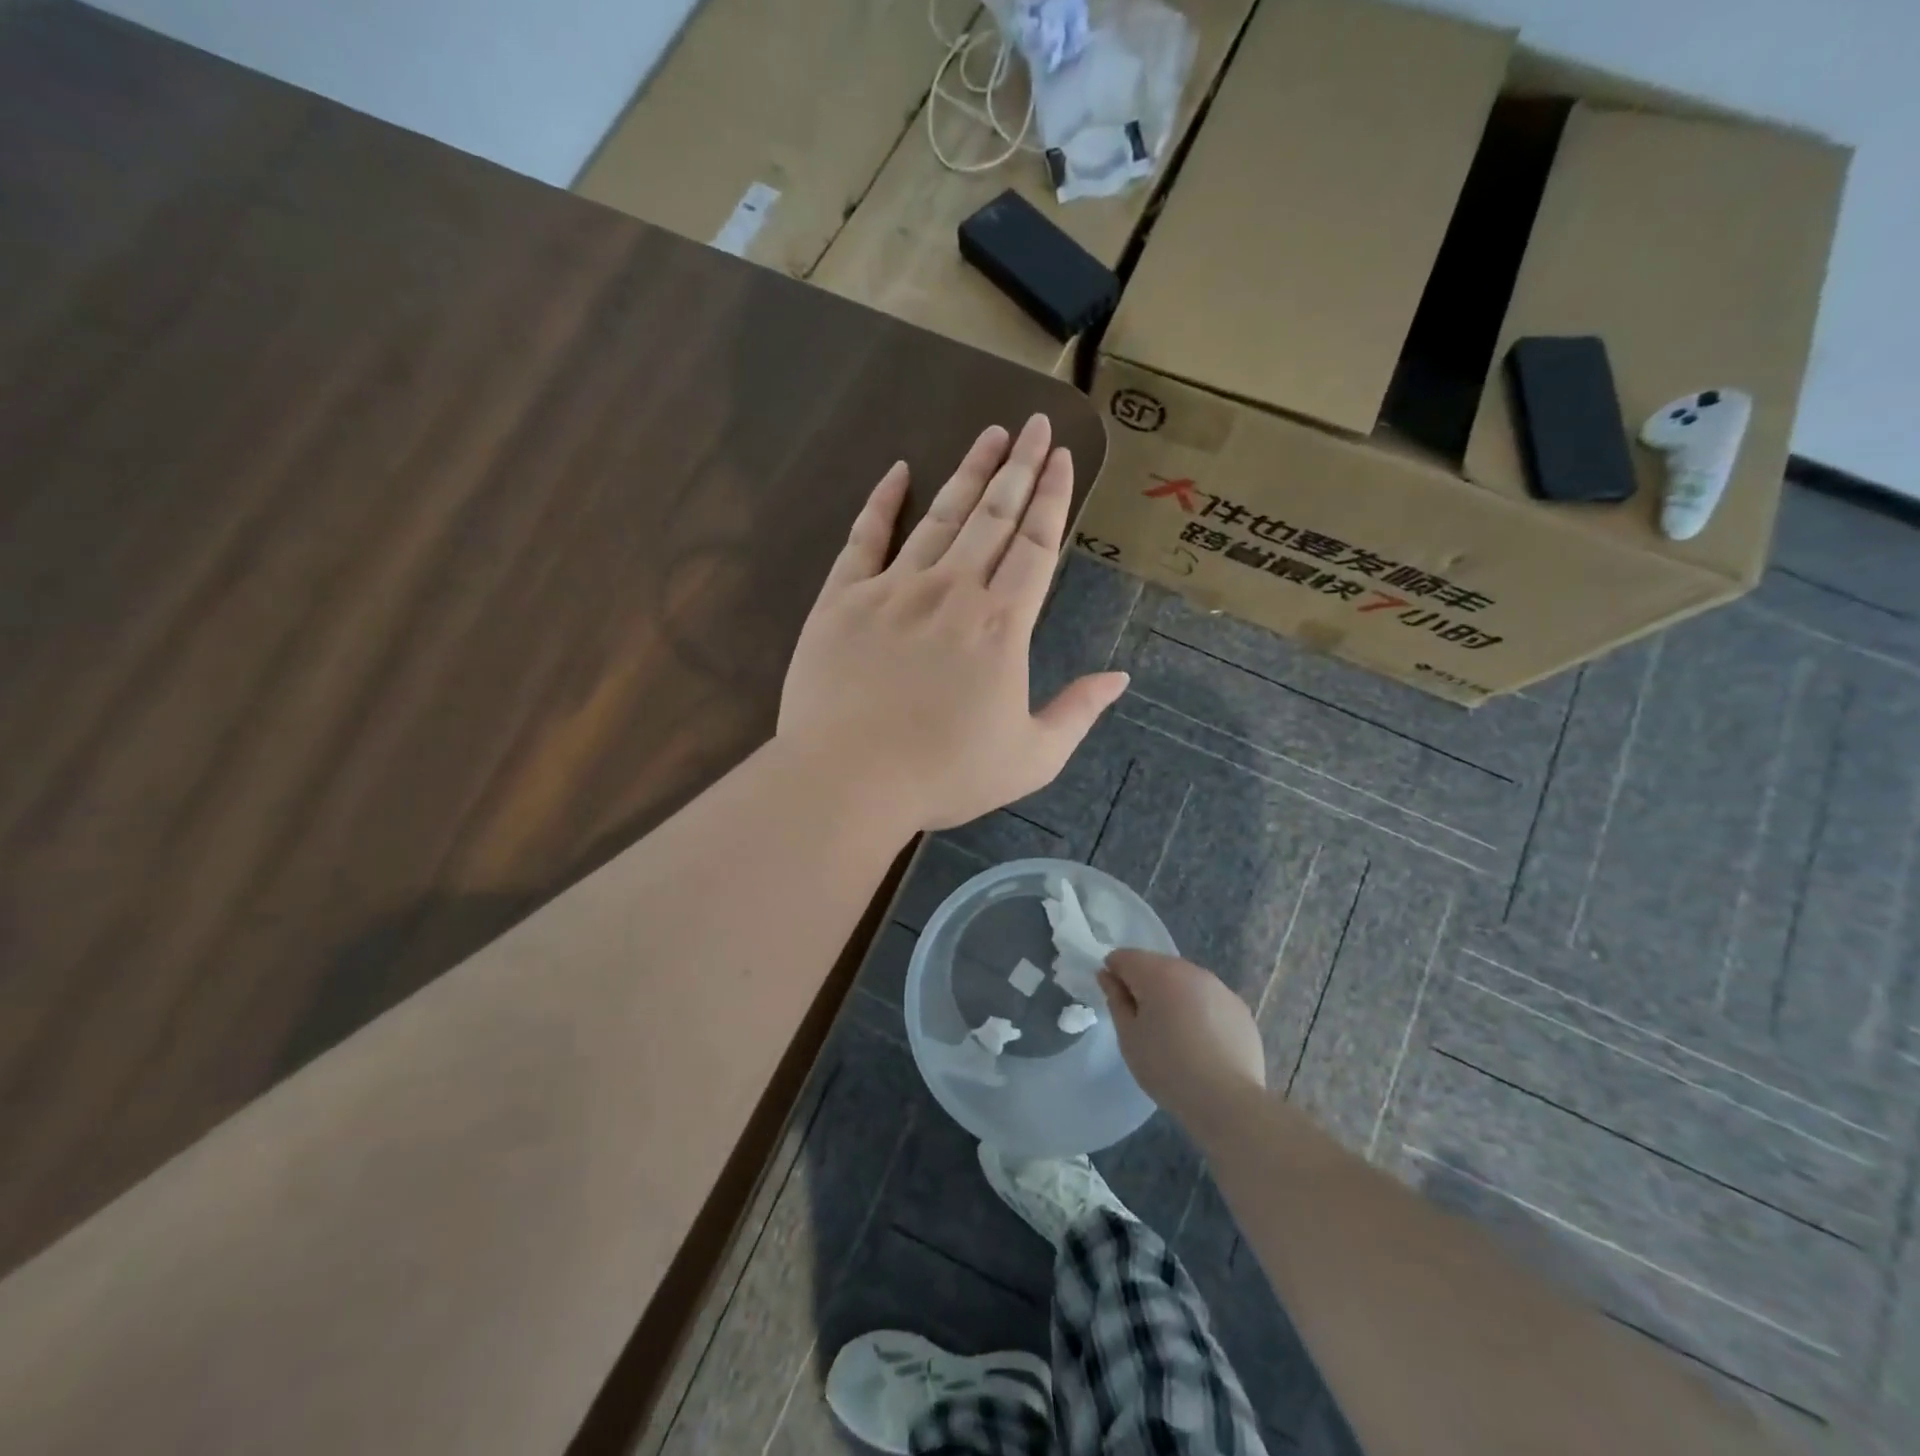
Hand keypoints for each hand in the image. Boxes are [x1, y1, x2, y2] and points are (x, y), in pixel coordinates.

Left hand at [779, 416, 1128, 831]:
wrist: (848, 780)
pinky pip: (865, 537)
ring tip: (989, 435)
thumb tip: (1120, 678)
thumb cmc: (944, 775)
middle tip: (1034, 424)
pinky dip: (882, 502)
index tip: (1061, 456)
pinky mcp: (842, 599)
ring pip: (939, 517)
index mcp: (1000, 625)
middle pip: (993, 517)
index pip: (1035, 546)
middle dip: (1018, 467)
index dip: (1052, 497)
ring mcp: (893, 589)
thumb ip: (1077, 713)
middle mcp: (952, 591)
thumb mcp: (1030, 759)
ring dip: (968, 473)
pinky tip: (898, 471)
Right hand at [1100, 951, 1266, 1131]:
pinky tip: (1201, 1042)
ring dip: (1173, 996)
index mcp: (1158, 973)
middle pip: (1156, 965)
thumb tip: (1107, 975)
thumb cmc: (1167, 1068)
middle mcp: (1190, 970)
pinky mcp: (1239, 1008)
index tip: (1118, 1004)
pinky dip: (1199, 1010)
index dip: (1114, 975)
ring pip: (1184, 981)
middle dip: (1145, 985)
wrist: (1227, 1101)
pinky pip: (1209, 999)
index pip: (1125, 957)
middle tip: (1144, 1023)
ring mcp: (1220, 987)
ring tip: (1175, 1034)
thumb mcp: (1128, 1036)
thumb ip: (1115, 999)